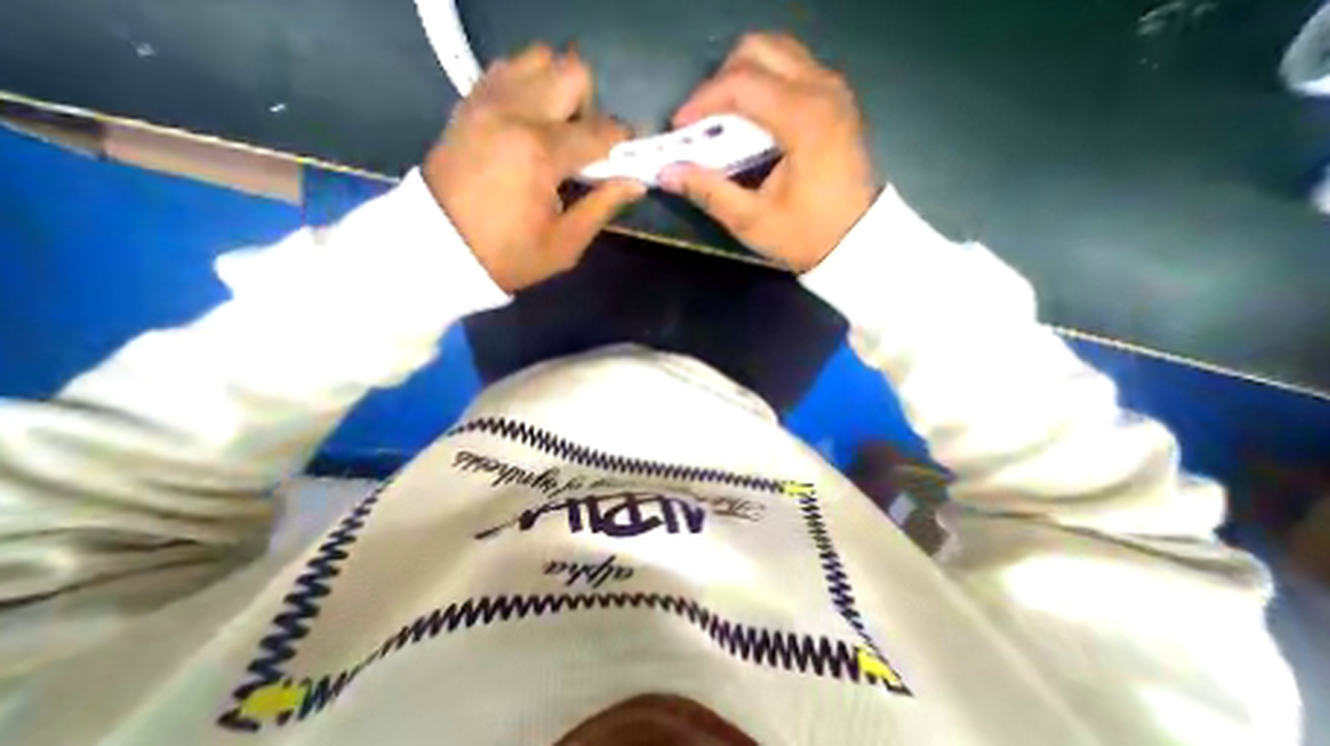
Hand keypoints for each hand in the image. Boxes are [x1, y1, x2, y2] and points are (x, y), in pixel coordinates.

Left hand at [416, 45, 642, 290]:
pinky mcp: (469, 102)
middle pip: (572, 73)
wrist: (440, 248)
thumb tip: (635, 183)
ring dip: (558, 92)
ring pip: (538, 60)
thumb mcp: (565, 243)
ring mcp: (486, 100)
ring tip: (556, 134)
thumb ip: (603, 206)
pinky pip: (507, 70)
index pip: (601, 131)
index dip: (624, 144)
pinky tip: (529, 126)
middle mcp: (514, 111)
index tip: (629, 158)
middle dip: (590, 109)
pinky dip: (528, 88)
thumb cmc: (509, 254)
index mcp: (540, 152)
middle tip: (584, 148)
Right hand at [662, 32, 874, 272]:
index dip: (701, 101)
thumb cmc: (805, 235)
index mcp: (803, 118)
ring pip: (777, 54)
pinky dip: (763, 86)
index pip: (741, 84)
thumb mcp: (751, 220)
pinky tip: (752, 123)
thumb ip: (709, 191)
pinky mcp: (836, 102)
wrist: (856, 242)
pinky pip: (793, 70)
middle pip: (759, 51)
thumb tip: (667, 173)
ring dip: (742, 80)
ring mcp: (833, 91)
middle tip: (702, 122)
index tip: (679, 129)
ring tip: (723, 122)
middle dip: (720, 81)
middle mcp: (822, 89)